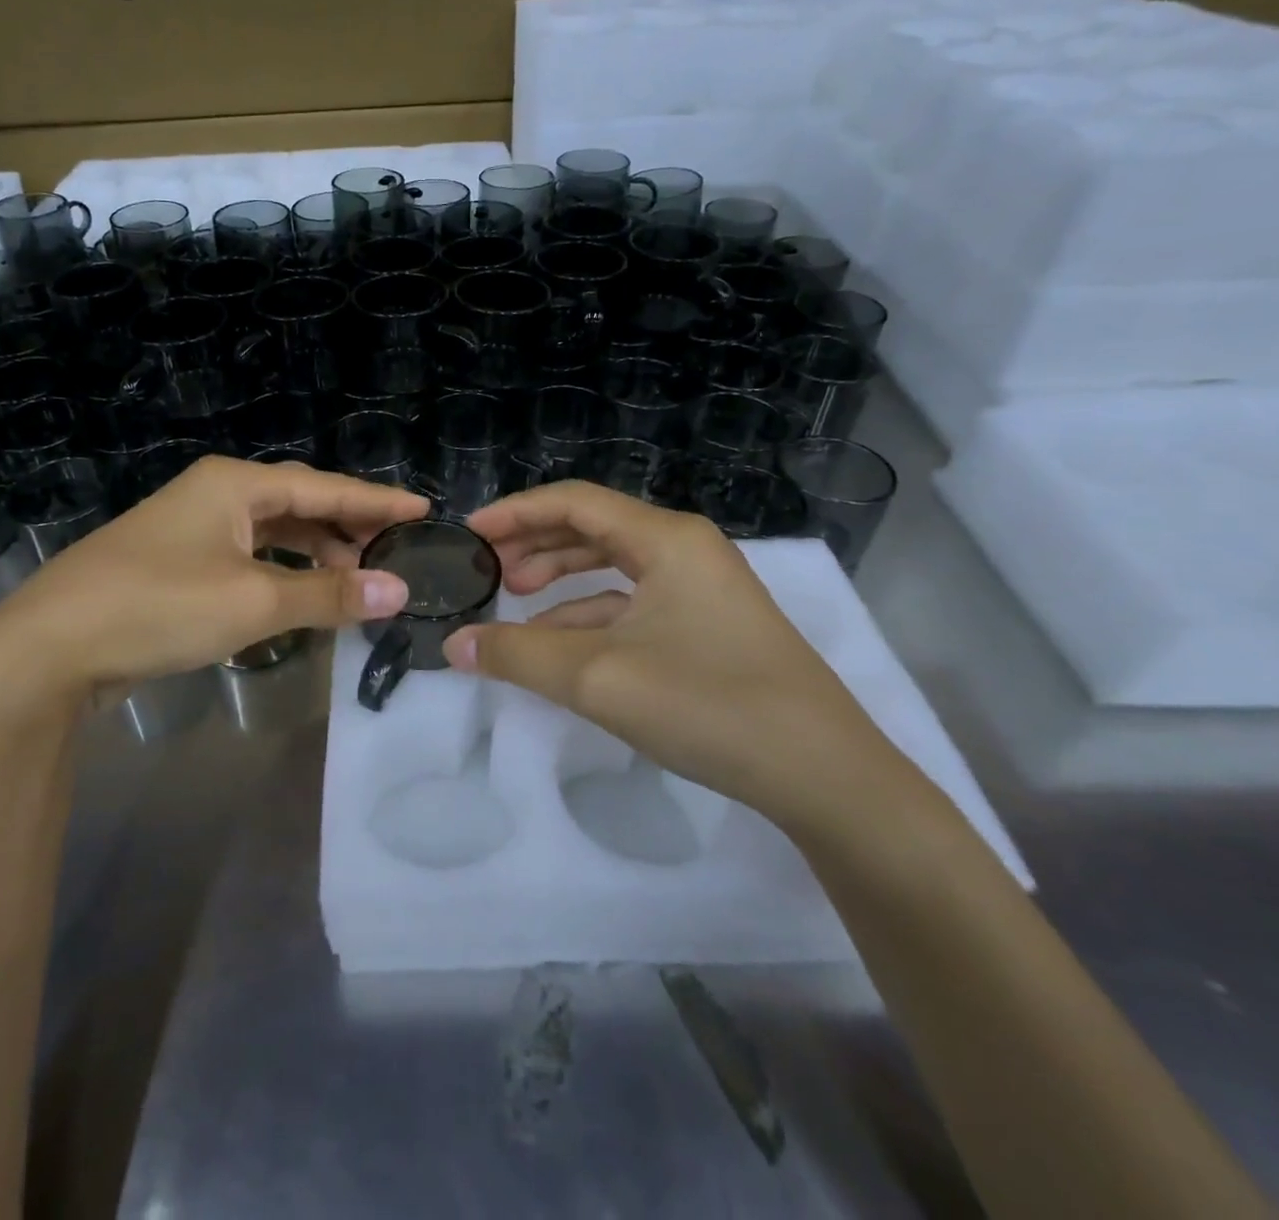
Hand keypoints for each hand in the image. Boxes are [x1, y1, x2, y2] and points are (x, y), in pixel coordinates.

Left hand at [0, 456, 427, 721]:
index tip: (422, 509)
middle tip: (395, 552)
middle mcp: (214, 495)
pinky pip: (248, 557)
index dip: (376, 501)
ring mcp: (191, 528)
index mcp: (234, 485)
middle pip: (298, 504)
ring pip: (272, 532)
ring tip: (358, 576)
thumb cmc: (158, 607)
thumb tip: (398, 590)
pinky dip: (282, 572)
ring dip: (315, 553)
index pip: (323, 487)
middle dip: (347, 527)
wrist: (50, 646)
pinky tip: (301, 594)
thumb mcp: (253, 602)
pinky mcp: (177, 562)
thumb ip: (329, 594)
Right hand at [443, 481, 909, 834]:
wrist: (824, 776)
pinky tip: (561, 643)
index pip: (574, 501)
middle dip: (534, 543)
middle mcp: (685, 549)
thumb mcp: (597, 678)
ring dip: (561, 578)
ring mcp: (702, 588)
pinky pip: (634, 603)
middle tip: (487, 568)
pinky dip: (590, 613)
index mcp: (665, 538)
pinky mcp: (708, 626)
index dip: (515, 511)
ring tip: (515, 598)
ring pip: (613, 566)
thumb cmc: (708, 705)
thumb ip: (518, 656)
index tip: (470, 532)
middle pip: (593, 527)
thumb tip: (454, 646)